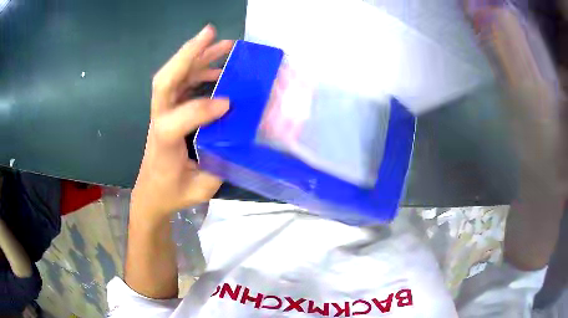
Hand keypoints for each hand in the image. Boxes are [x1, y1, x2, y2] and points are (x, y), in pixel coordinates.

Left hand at [131, 25, 232, 219]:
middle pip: (165, 81)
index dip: (200, 110)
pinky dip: (199, 70)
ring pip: (173, 76)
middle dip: (187, 54)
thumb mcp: (199, 189)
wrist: (151, 193)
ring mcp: (162, 113)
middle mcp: (159, 122)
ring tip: (224, 43)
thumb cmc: (173, 192)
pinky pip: (181, 83)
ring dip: (197, 56)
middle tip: (211, 33)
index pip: (175, 121)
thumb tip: (239, 136)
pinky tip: (218, 67)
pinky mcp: (169, 110)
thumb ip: (219, 165)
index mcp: (164, 145)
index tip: (229, 104)